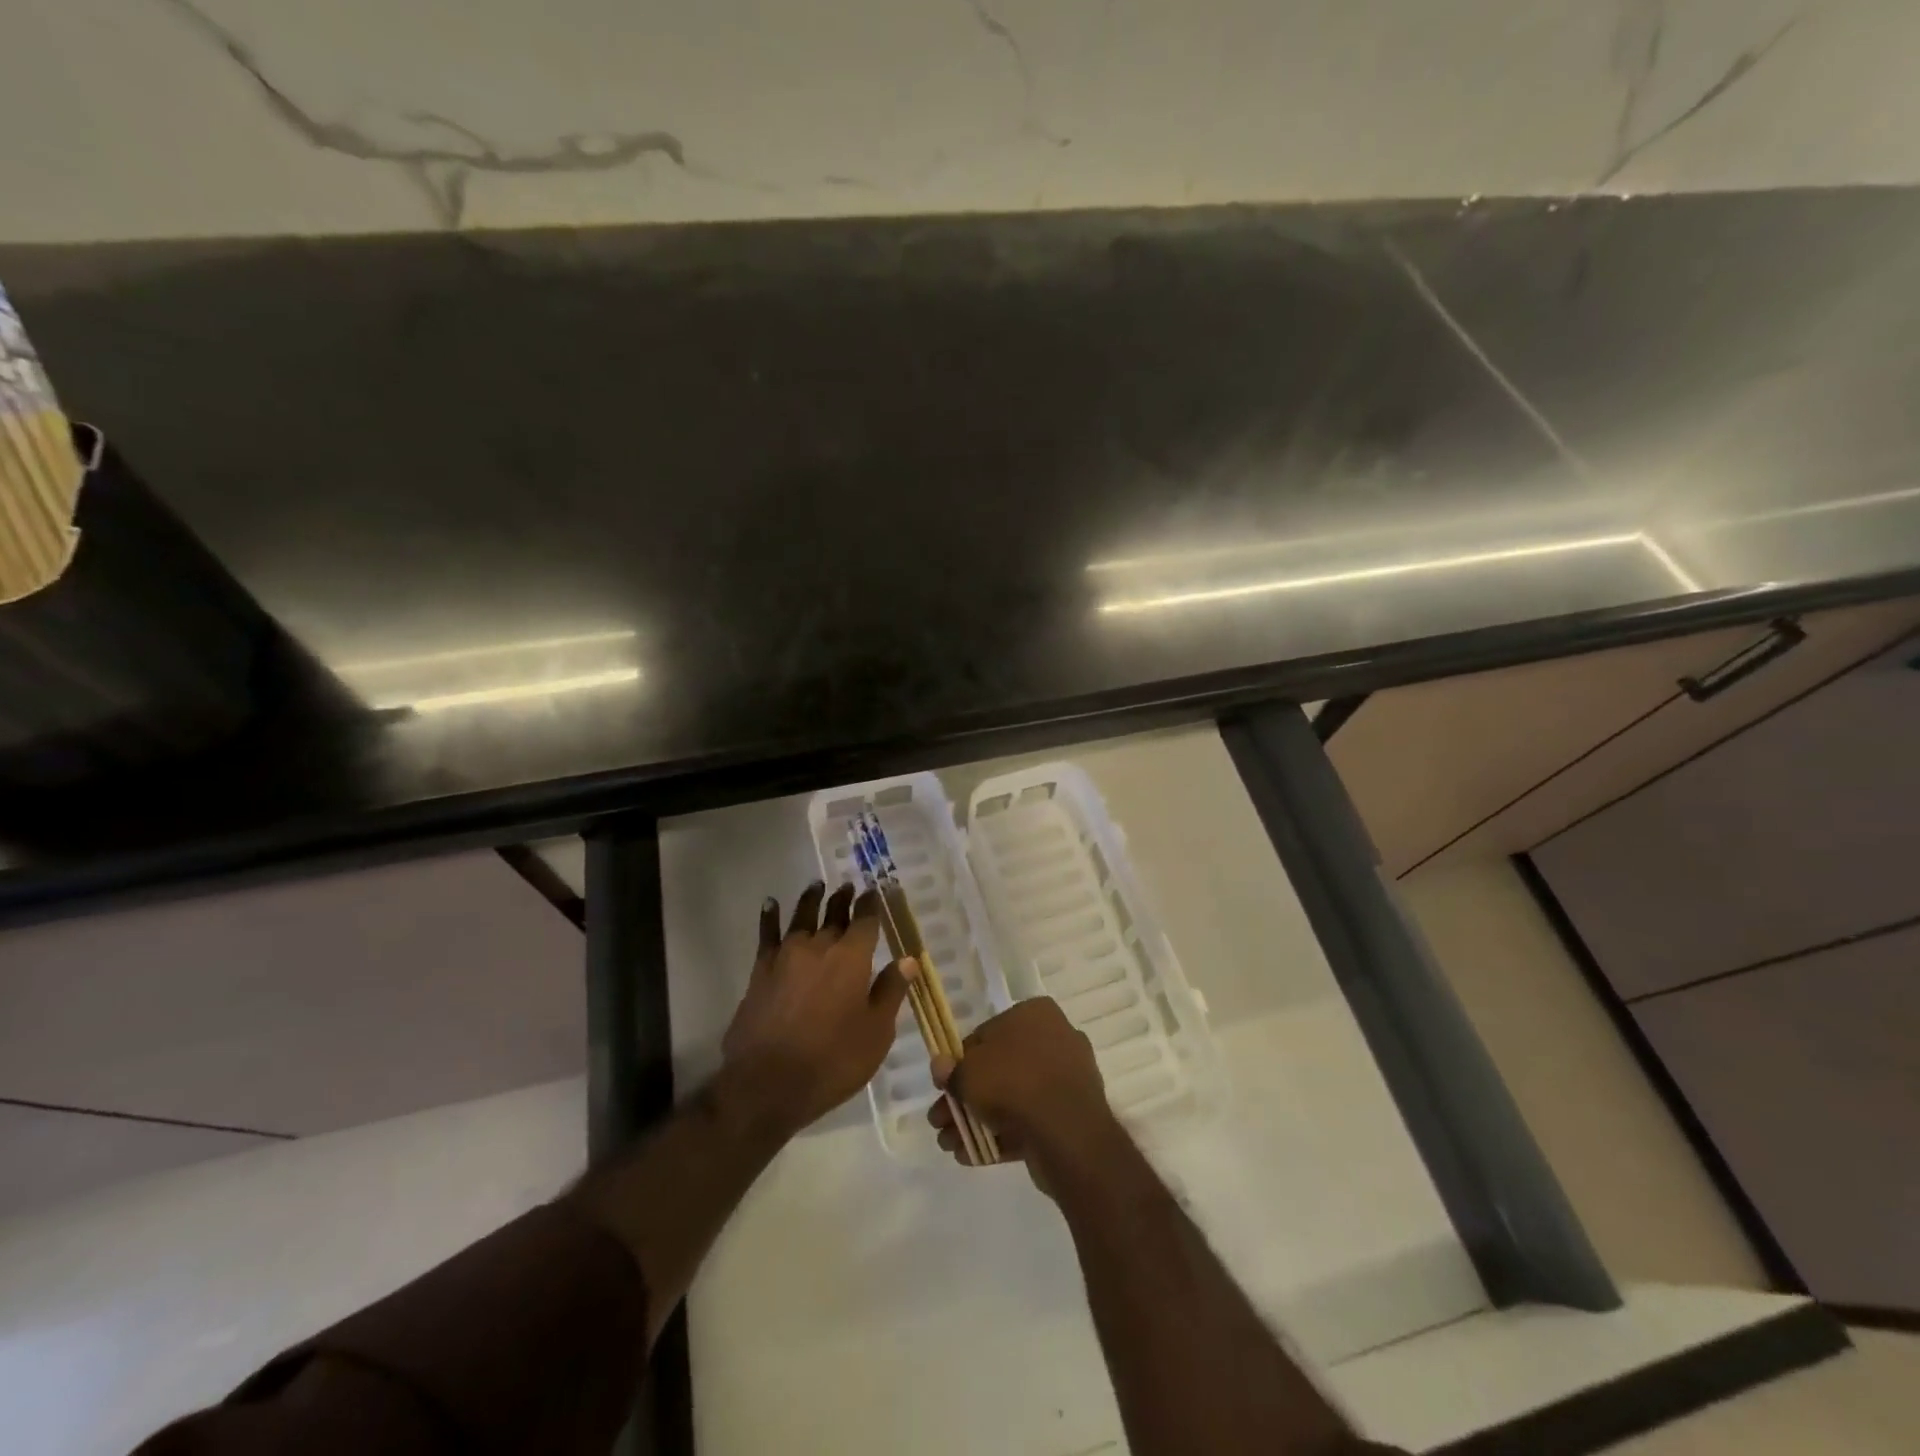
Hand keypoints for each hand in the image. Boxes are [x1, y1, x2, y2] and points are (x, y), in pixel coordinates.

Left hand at [722, 881, 916, 1140]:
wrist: (767, 1083)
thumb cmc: (832, 1061)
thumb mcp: (876, 1033)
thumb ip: (890, 991)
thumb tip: (908, 960)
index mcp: (852, 958)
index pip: (866, 920)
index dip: (873, 903)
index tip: (877, 889)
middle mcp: (820, 946)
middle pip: (834, 913)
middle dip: (844, 899)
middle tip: (850, 886)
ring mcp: (786, 955)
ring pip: (802, 916)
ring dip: (812, 899)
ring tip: (818, 885)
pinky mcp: (761, 969)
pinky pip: (767, 934)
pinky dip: (770, 916)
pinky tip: (771, 904)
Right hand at [928, 998, 1120, 1189]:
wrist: (1066, 1131)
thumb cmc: (1014, 1083)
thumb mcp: (969, 1072)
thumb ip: (952, 1070)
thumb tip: (940, 1066)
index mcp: (1035, 1014)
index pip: (986, 1034)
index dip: (960, 1063)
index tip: (944, 1088)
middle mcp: (1055, 1039)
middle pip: (999, 1069)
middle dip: (967, 1099)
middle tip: (941, 1123)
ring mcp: (1066, 1078)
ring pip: (1013, 1098)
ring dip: (979, 1121)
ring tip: (951, 1146)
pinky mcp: (1072, 1115)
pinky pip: (1031, 1120)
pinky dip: (1003, 1136)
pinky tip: (973, 1156)